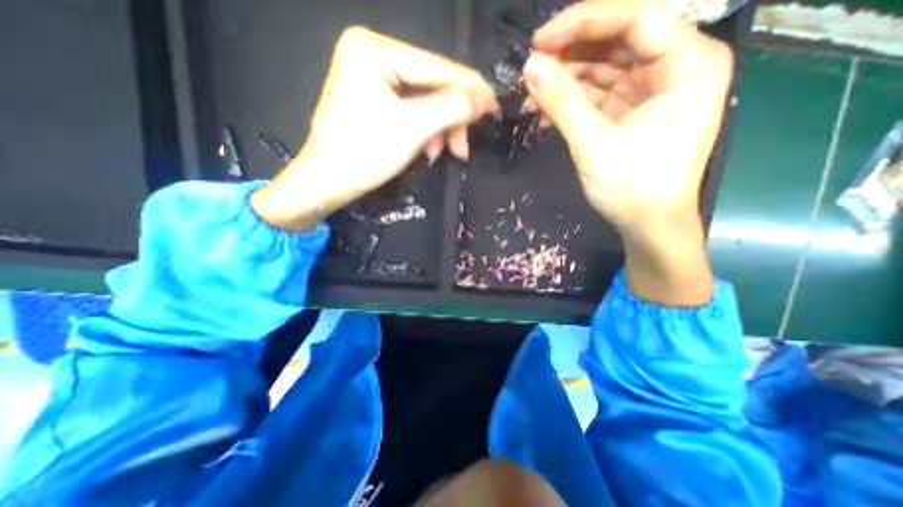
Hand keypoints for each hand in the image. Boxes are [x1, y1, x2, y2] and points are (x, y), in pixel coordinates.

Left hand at [249, 26, 496, 232]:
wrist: (328, 182)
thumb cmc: (365, 154)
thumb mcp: (413, 128)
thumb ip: (452, 108)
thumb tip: (483, 99)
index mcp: (374, 50)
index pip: (436, 66)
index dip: (470, 88)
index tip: (495, 107)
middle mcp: (373, 53)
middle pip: (431, 85)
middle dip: (451, 119)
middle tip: (464, 147)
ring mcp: (373, 76)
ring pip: (425, 101)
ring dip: (440, 129)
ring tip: (444, 153)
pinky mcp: (375, 97)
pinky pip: (412, 110)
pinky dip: (425, 131)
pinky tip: (428, 150)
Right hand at [523, 1, 732, 304]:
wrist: (647, 225)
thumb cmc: (634, 189)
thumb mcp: (595, 145)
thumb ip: (563, 104)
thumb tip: (530, 67)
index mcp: (688, 64)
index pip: (636, 19)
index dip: (584, 23)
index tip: (540, 42)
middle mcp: (674, 67)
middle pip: (616, 41)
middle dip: (569, 54)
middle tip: (531, 69)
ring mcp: (650, 90)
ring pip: (602, 68)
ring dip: (564, 81)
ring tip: (531, 96)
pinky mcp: (629, 111)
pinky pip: (596, 94)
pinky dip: (570, 101)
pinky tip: (544, 113)